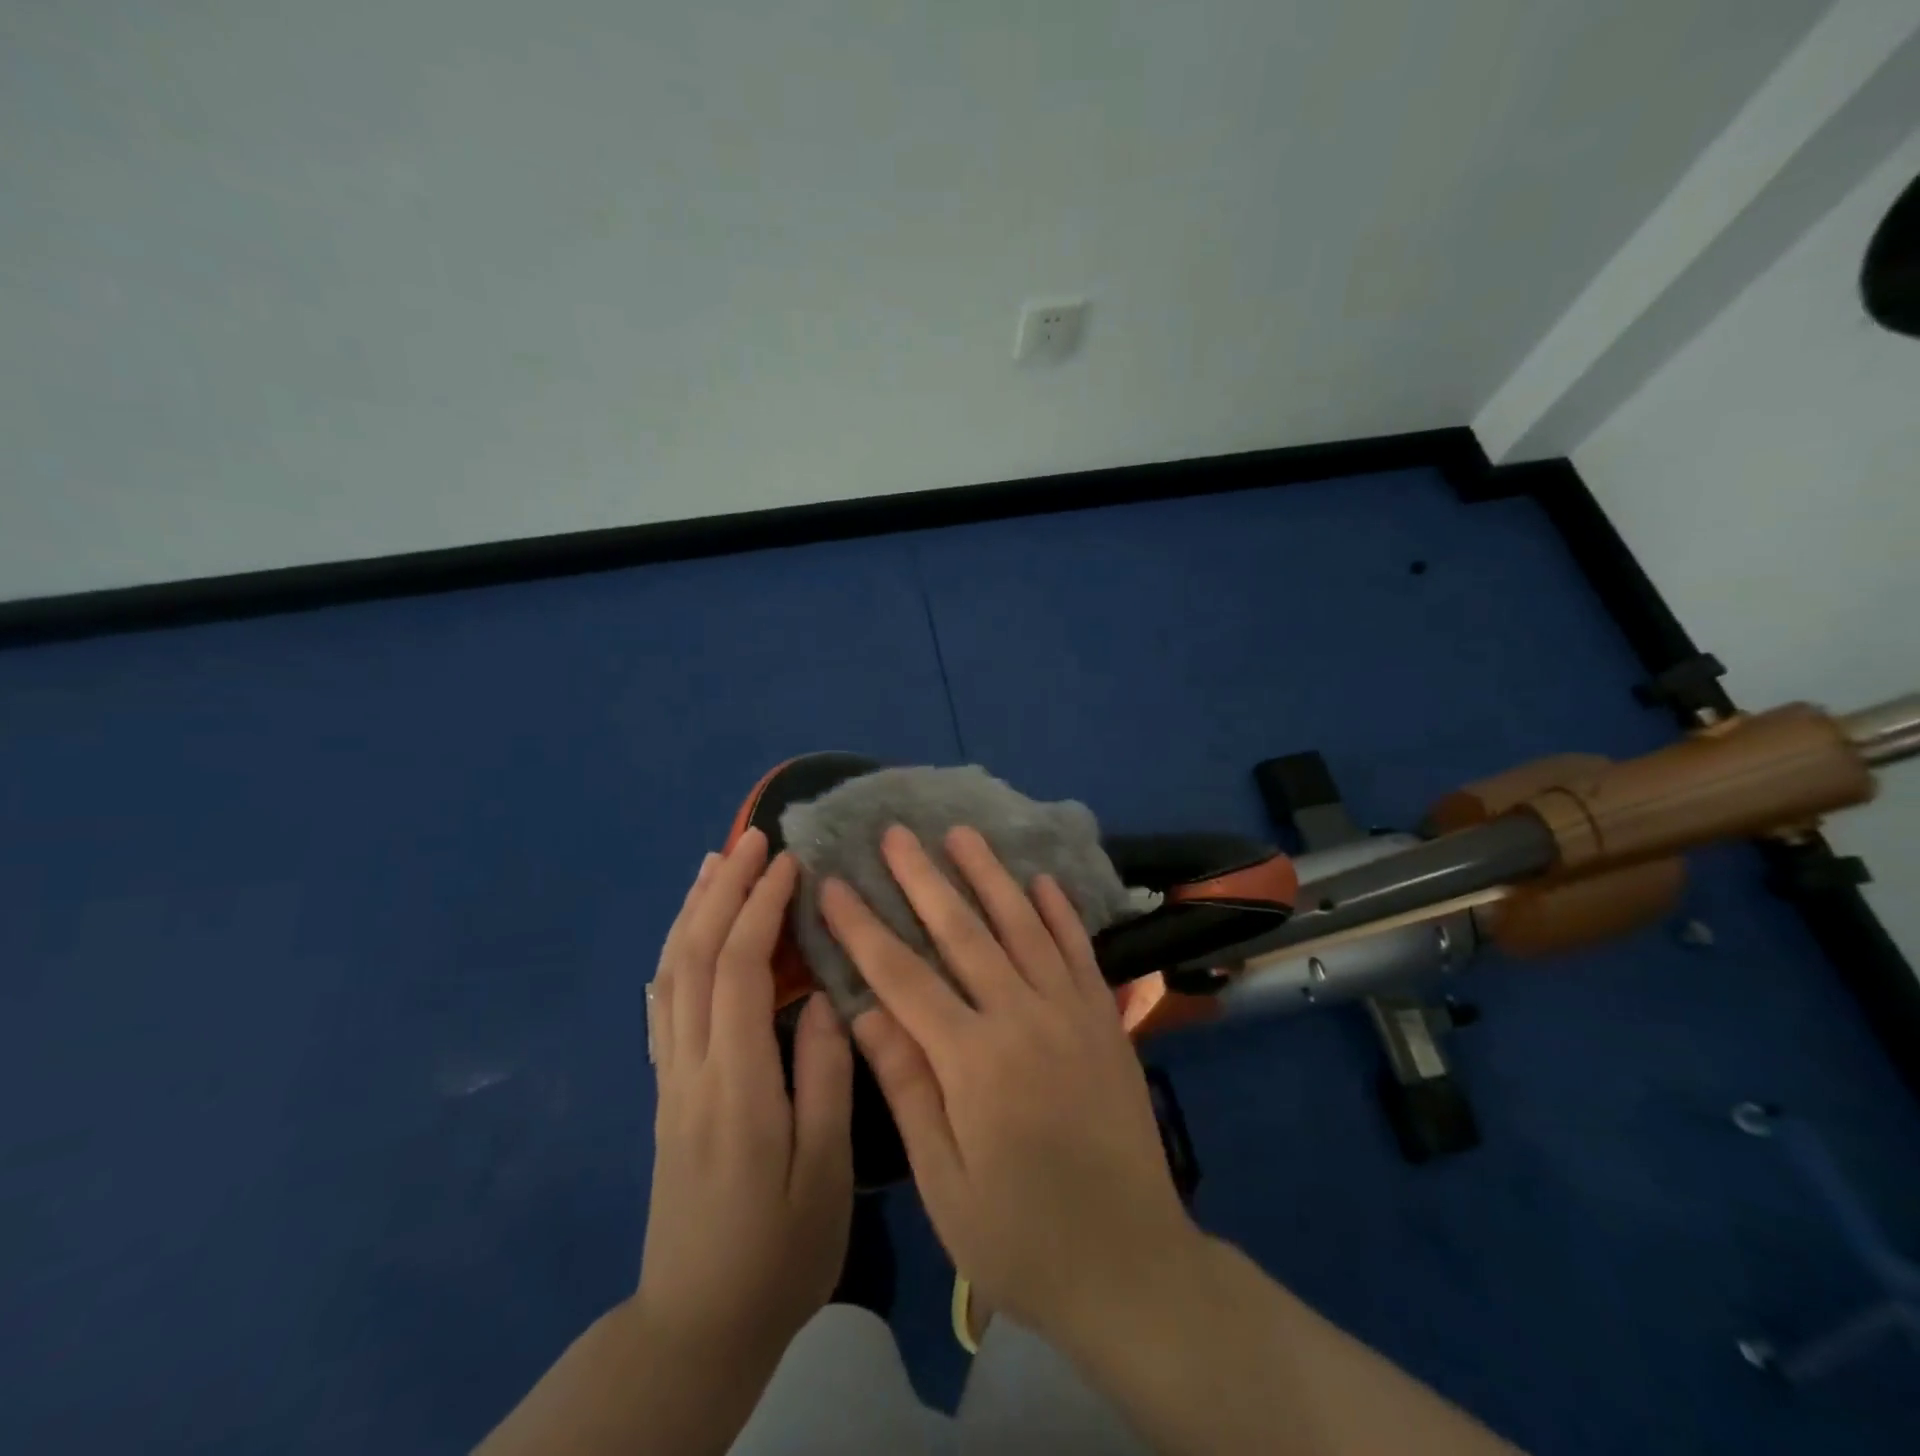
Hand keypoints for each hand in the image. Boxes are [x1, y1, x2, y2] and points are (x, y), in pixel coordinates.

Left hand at [639, 829, 854, 1370]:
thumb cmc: (777, 1253)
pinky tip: (688, 930)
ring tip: (716, 861)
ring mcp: (670, 1078)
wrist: (696, 1324)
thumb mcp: (823, 1176)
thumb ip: (824, 1080)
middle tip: (752, 837)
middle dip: (723, 890)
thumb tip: (823, 998)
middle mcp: (692, 1068)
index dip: (759, 908)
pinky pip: (663, 1002)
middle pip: (694, 958)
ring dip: (693, 910)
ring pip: (669, 974)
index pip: (737, 971)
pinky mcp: (666, 1090)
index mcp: (736, 1085)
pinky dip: (675, 950)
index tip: (788, 863)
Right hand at [819, 825, 1195, 1344]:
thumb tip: (862, 1010)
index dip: (863, 927)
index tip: (834, 884)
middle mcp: (1023, 1018)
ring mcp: (1071, 1012)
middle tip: (895, 833)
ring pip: (1022, 925)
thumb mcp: (944, 1179)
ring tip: (961, 832)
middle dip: (923, 878)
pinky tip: (1040, 880)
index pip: (903, 976)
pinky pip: (1078, 950)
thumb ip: (908, 1085)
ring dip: (989, 875)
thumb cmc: (1021, 1237)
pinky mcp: (1106, 1019)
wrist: (1131, 1264)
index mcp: (973, 1061)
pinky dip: (1058, 911)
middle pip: (962, 932)